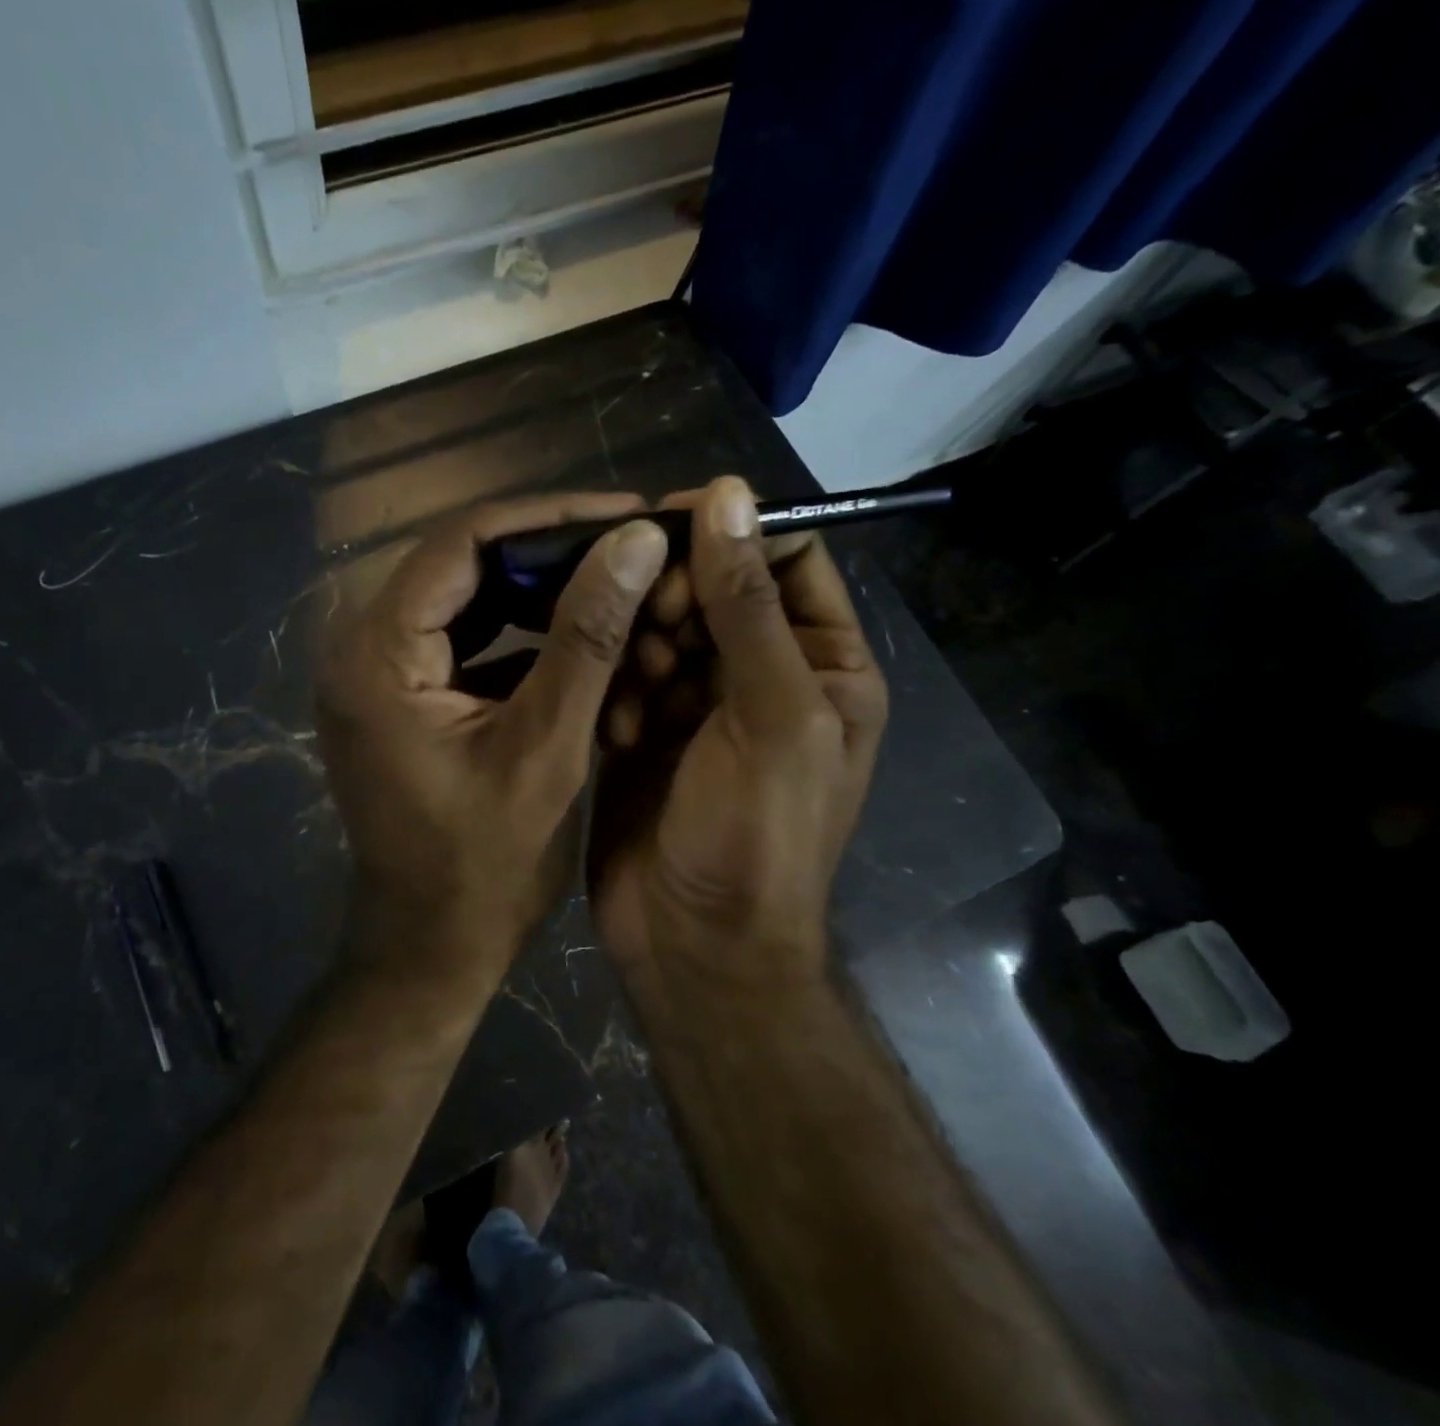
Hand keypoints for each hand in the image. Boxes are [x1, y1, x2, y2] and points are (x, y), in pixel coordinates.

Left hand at [318, 493, 669, 978]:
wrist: (431, 949)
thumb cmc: (485, 866)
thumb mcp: (546, 747)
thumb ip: (587, 637)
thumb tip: (634, 540)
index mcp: (378, 653)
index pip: (462, 542)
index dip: (548, 517)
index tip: (625, 513)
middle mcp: (363, 649)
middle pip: (462, 566)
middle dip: (549, 555)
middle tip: (630, 549)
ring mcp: (379, 676)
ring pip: (468, 602)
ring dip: (539, 595)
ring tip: (616, 584)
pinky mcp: (402, 700)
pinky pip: (466, 644)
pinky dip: (522, 638)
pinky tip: (581, 637)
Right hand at [588, 477, 887, 991]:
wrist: (695, 945)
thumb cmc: (754, 835)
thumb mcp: (770, 714)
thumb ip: (748, 605)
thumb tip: (728, 493)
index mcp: (823, 665)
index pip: (787, 560)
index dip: (733, 532)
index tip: (667, 524)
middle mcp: (764, 677)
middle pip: (715, 590)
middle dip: (674, 595)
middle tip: (640, 618)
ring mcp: (698, 706)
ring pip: (661, 630)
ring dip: (639, 645)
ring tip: (632, 691)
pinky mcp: (644, 731)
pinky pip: (626, 676)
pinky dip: (617, 688)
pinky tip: (616, 728)